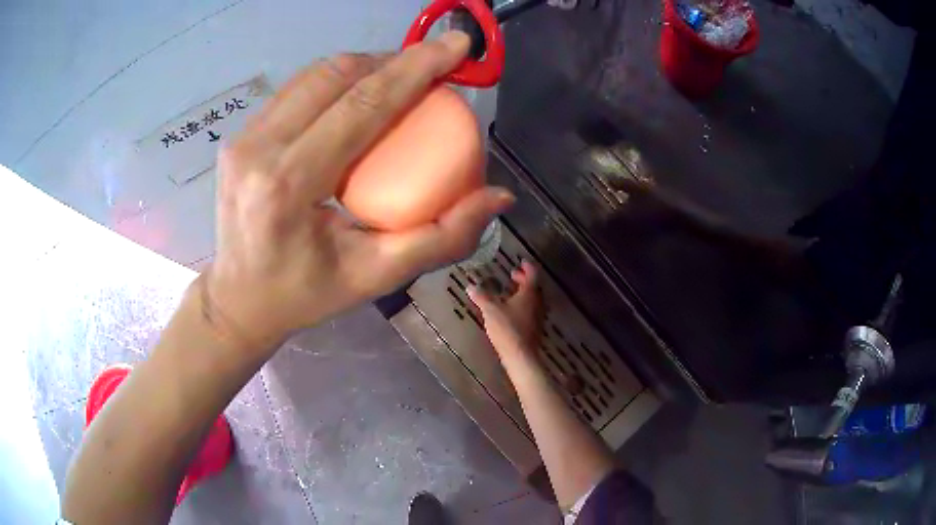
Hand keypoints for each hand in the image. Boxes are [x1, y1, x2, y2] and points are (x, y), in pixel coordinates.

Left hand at [206, 31, 514, 351]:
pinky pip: (297, 90)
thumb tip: (498, 197)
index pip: (361, 106)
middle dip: (394, 61)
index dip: (415, 68)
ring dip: (366, 66)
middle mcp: (258, 149)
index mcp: (287, 186)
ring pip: (314, 75)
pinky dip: (338, 82)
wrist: (239, 299)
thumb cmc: (306, 294)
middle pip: (336, 76)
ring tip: (402, 80)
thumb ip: (442, 238)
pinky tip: (359, 99)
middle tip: (434, 68)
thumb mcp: (376, 276)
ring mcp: (243, 138)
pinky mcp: (240, 136)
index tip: (456, 46)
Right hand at [468, 260, 542, 361]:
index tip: (521, 262)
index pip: (532, 274)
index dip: (527, 267)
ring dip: (523, 293)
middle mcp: (537, 303)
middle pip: (533, 286)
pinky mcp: (534, 328)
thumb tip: (470, 286)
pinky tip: (511, 310)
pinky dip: (523, 305)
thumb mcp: (491, 310)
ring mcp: (537, 316)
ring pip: (533, 299)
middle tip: (513, 275)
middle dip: (523, 279)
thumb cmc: (507, 328)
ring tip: (510, 292)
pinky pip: (530, 310)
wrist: (520, 355)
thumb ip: (481, 297)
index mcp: (529, 294)